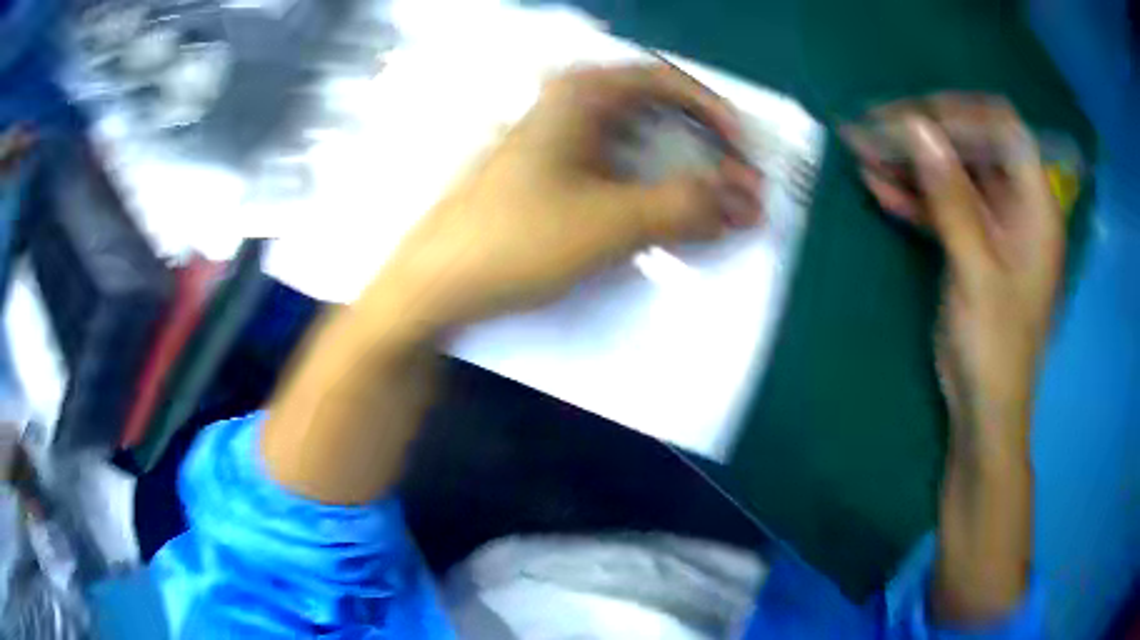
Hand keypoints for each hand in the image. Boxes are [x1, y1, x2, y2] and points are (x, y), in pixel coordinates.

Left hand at [374, 64, 762, 329]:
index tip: (743, 152)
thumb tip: (749, 201)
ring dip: (676, 173)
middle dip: (701, 148)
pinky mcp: (544, 175)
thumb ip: (687, 206)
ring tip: (704, 210)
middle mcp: (566, 105)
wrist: (435, 285)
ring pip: (633, 143)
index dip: (715, 113)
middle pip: (654, 111)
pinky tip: (656, 218)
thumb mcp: (612, 222)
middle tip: (732, 187)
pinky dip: (645, 190)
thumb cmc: (516, 240)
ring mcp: (552, 140)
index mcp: (580, 93)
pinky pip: (611, 169)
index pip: (667, 82)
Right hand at [850, 96, 1063, 449]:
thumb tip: (916, 127)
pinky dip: (912, 195)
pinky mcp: (972, 242)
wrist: (984, 406)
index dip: (962, 113)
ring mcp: (993, 223)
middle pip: (972, 145)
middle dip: (924, 135)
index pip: (1003, 129)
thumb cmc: (995, 346)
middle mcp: (1016, 204)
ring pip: (952, 173)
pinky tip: (878, 187)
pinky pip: (942, 205)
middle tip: (873, 131)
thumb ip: (951, 197)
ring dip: (911, 162)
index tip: (914, 117)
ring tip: (863, 153)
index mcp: (1035, 205)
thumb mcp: (976, 270)